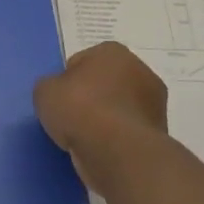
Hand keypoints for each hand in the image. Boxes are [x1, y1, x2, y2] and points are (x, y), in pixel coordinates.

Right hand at [33, 41, 168, 152]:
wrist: (116, 151)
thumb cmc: (79, 109)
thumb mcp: (44, 91)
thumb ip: (51, 86)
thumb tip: (61, 93)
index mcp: (113, 52)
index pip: (82, 61)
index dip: (67, 80)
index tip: (60, 98)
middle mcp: (140, 70)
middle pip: (105, 83)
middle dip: (91, 97)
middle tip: (71, 117)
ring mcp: (154, 103)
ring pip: (118, 107)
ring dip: (105, 119)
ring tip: (85, 137)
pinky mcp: (159, 132)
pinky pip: (127, 130)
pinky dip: (116, 138)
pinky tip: (101, 148)